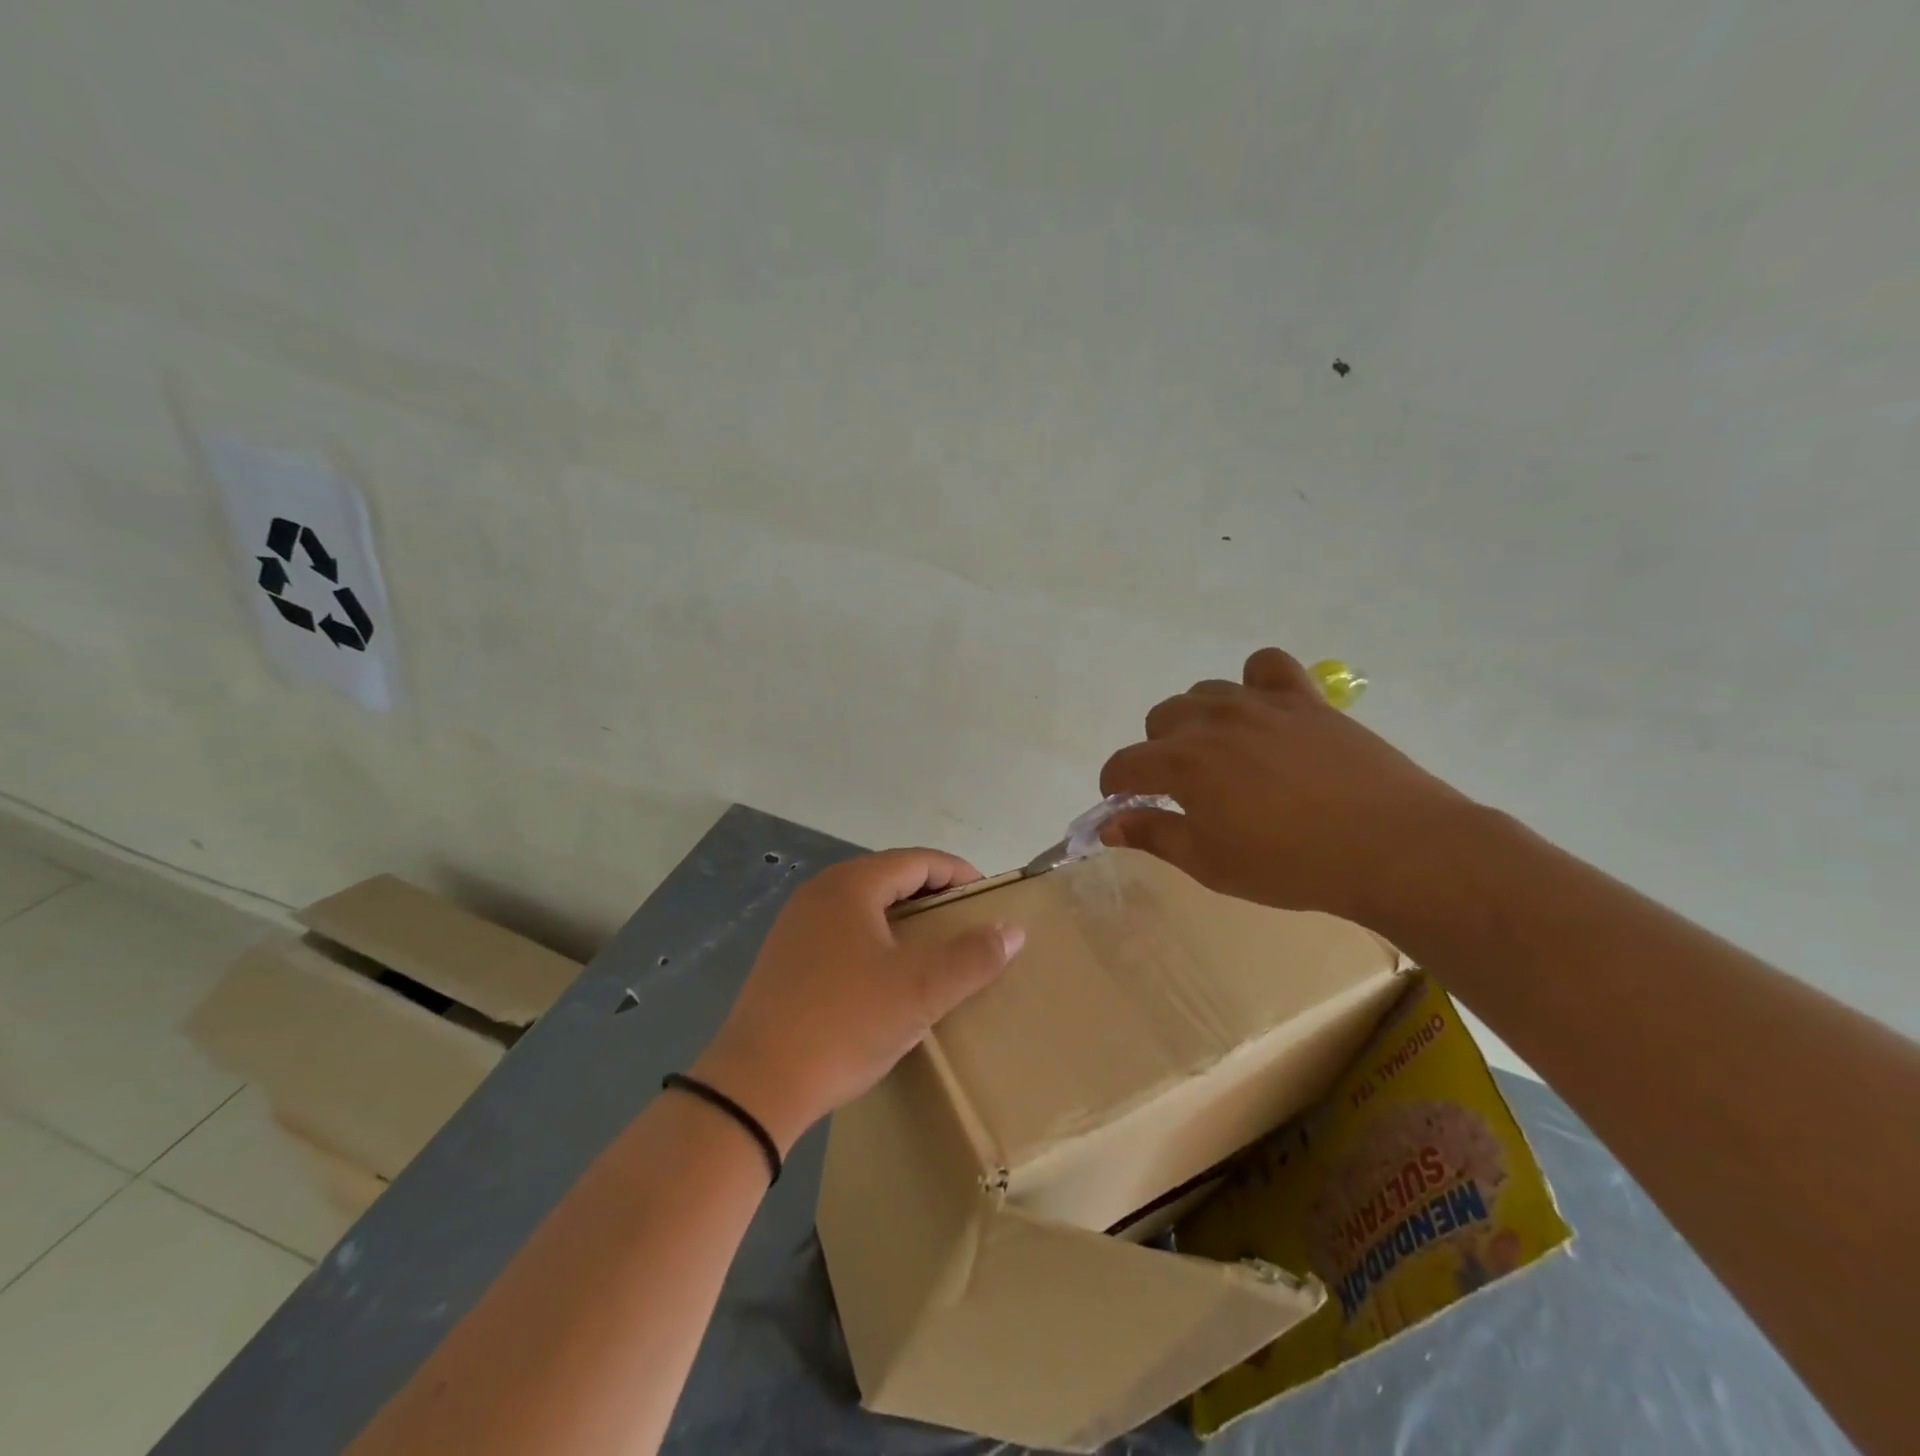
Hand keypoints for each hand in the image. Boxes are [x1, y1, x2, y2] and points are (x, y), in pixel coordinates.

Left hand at [692, 850, 1024, 1152]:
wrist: (756, 1085)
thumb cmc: (845, 1024)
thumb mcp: (920, 991)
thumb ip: (972, 957)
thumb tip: (1012, 930)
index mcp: (851, 885)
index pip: (917, 860)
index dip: (959, 875)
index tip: (989, 901)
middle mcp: (820, 892)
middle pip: (889, 877)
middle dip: (932, 895)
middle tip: (966, 925)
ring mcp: (796, 924)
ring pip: (864, 905)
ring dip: (903, 918)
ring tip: (933, 949)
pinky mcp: (784, 957)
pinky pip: (842, 930)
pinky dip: (875, 938)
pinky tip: (886, 974)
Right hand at [1099, 647, 1473, 924]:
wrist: (1392, 847)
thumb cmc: (1291, 866)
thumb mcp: (1211, 864)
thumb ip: (1154, 836)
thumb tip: (1109, 824)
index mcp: (1182, 763)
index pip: (1124, 764)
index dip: (1116, 786)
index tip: (1128, 804)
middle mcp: (1212, 721)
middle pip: (1159, 719)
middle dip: (1158, 752)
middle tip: (1185, 789)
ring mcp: (1260, 703)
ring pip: (1204, 692)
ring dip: (1198, 720)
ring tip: (1223, 754)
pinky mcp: (1303, 698)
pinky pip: (1265, 666)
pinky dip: (1254, 682)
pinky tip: (1265, 713)